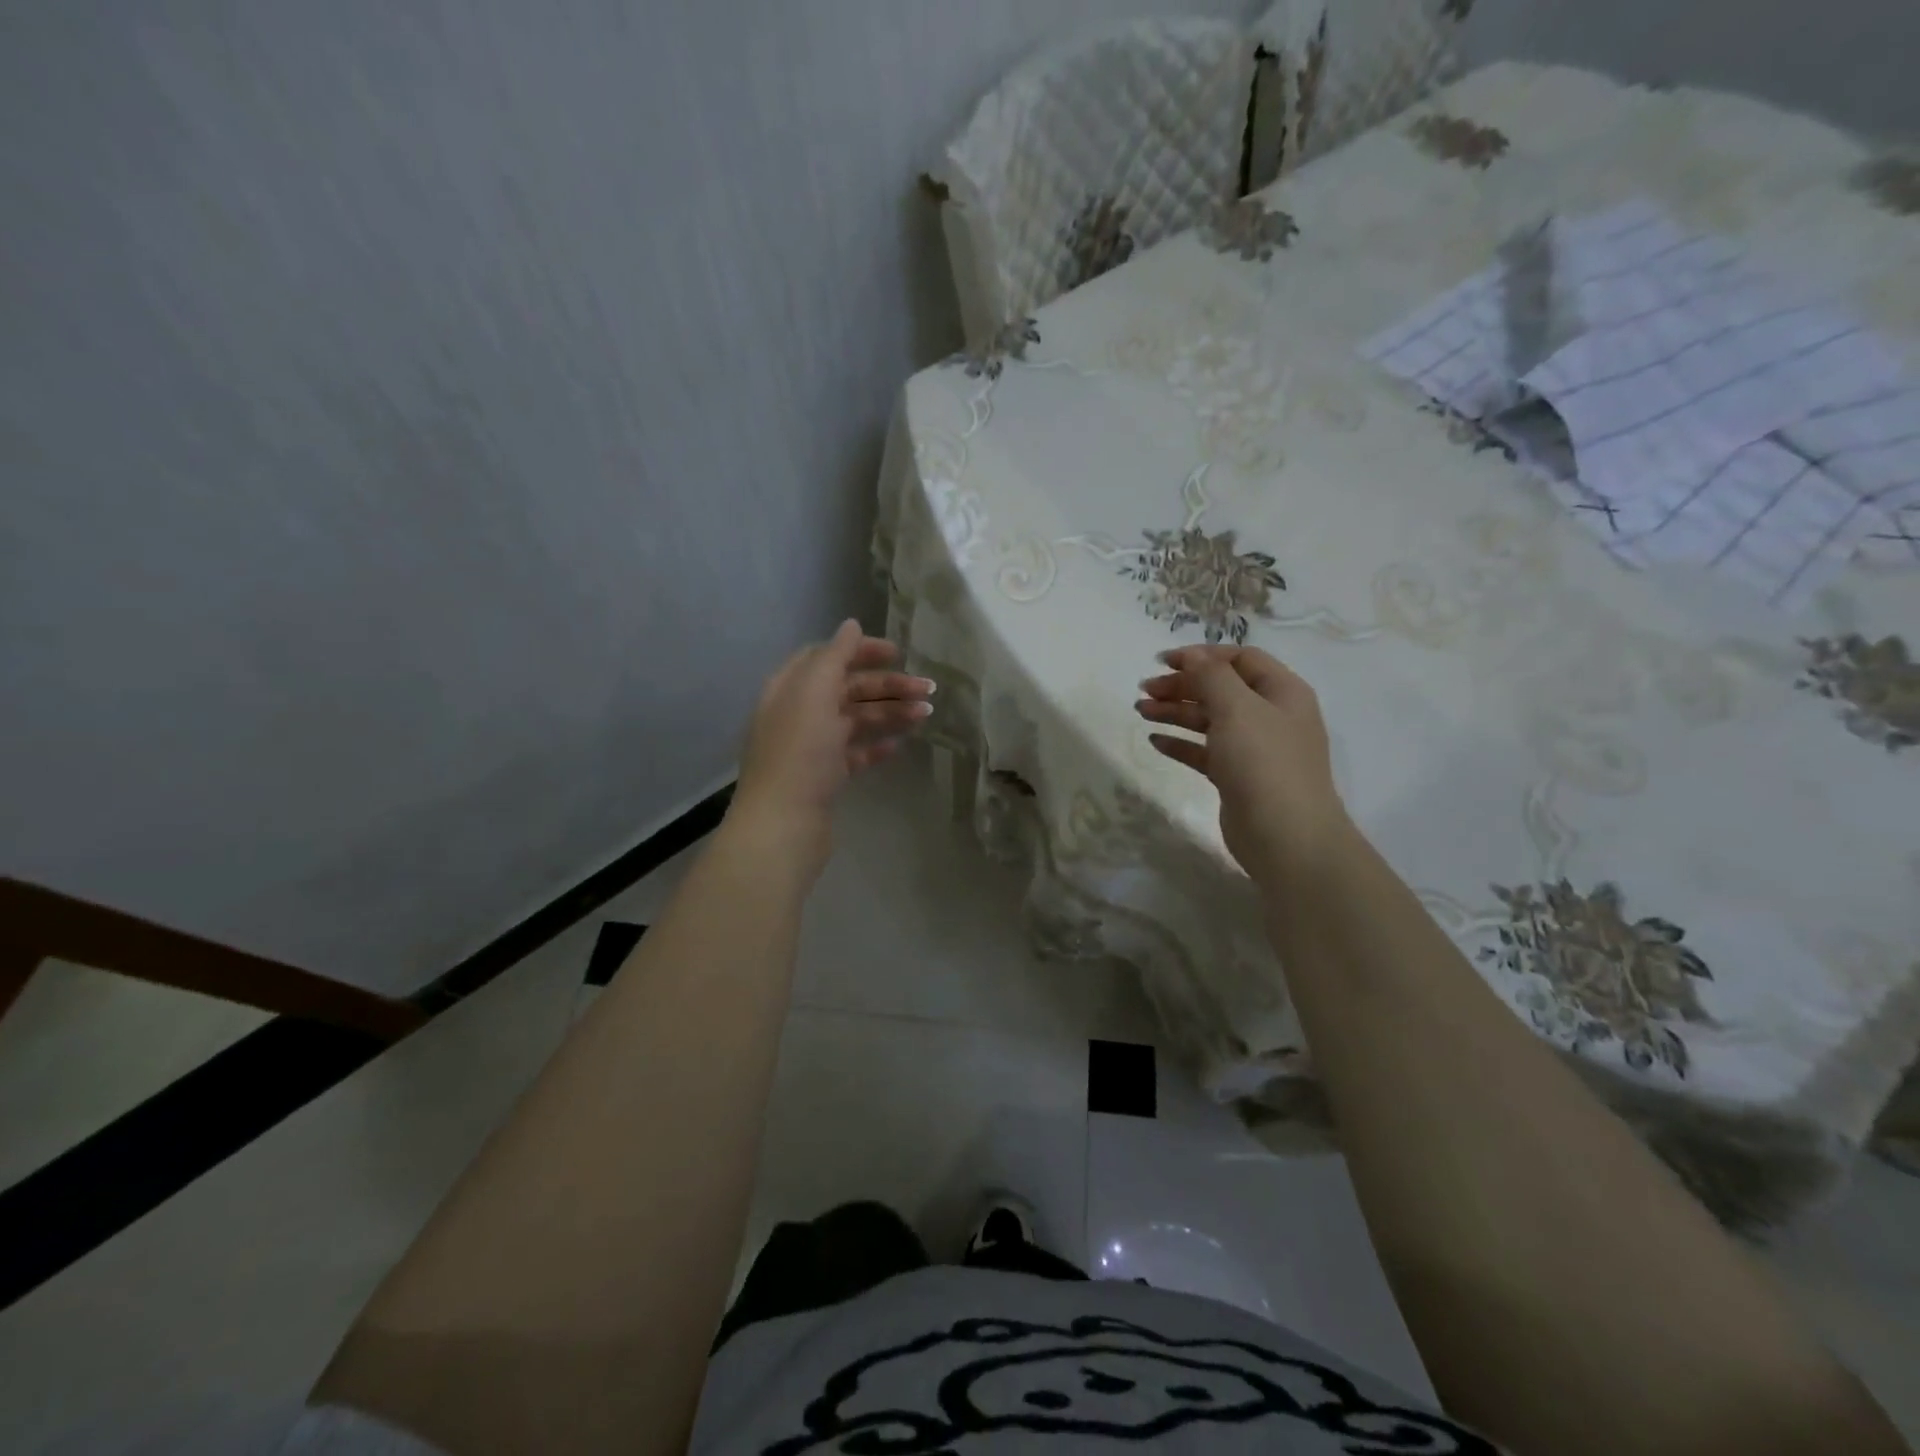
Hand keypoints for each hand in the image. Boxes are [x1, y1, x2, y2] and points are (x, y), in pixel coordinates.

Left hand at [730, 619, 933, 873]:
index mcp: (790, 688)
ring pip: (855, 720)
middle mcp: (798, 713)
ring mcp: (811, 747)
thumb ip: (833, 655)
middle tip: (928, 689)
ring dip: (890, 713)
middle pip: (847, 688)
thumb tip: (850, 625)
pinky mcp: (824, 777)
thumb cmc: (799, 752)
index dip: (860, 651)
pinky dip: (876, 746)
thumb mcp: (814, 693)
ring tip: (926, 715)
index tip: (897, 654)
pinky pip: (854, 753)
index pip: (827, 656)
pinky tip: (899, 745)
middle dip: (887, 686)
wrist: (784, 823)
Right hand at [1135, 645, 1351, 886]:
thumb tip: (1191, 656)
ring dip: (1175, 712)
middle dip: (1182, 685)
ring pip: (1210, 720)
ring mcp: (1255, 749)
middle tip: (1144, 690)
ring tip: (1140, 711)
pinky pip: (1205, 751)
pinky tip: (1155, 741)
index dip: (1202, 656)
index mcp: (1282, 691)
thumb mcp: (1237, 708)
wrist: (1286, 837)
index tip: (1163, 662)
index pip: (1240, 659)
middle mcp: (1271, 716)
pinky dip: (1181, 743)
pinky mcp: (1237, 777)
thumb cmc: (1264, 763)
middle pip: (1221, 689)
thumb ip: (1211, 676)